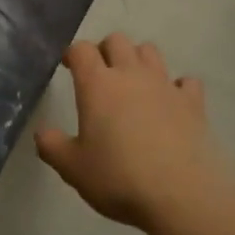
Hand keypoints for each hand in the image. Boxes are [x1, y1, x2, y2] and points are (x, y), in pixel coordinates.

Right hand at [36, 33, 234, 232]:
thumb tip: (42, 132)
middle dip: (105, 50)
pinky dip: (176, 86)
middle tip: (100, 74)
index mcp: (98, 84)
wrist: (180, 194)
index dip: (73, 53)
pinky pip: (185, 81)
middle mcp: (132, 74)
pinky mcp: (193, 102)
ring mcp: (165, 85)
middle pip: (117, 40)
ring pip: (150, 51)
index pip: (82, 50)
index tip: (69, 66)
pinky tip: (171, 103)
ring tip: (133, 84)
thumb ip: (52, 146)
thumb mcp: (72, 168)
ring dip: (138, 59)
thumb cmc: (118, 178)